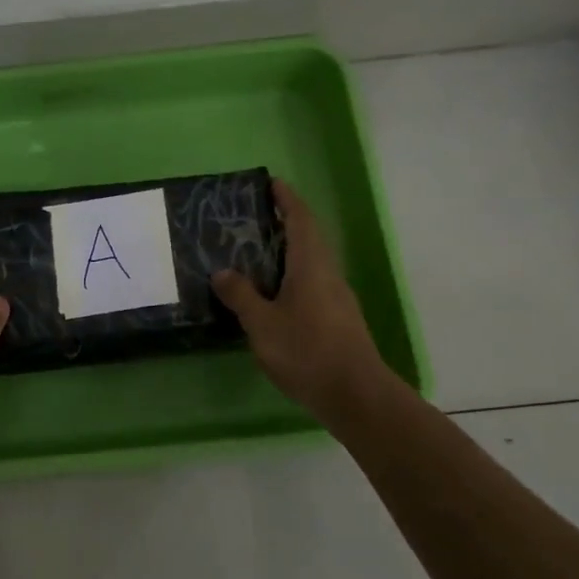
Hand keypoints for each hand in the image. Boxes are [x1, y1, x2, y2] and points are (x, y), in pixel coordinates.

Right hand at [211, 179, 396, 427]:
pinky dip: (289, 278)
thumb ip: (241, 296)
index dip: (287, 199)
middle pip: (307, 238)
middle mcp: (327, 274)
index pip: (301, 220)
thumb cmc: (306, 351)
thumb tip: (222, 272)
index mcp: (311, 265)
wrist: (355, 395)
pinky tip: (270, 296)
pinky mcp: (337, 320)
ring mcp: (336, 298)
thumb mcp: (262, 324)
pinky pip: (311, 285)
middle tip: (251, 220)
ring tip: (253, 255)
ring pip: (310, 264)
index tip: (271, 183)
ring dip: (286, 253)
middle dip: (284, 224)